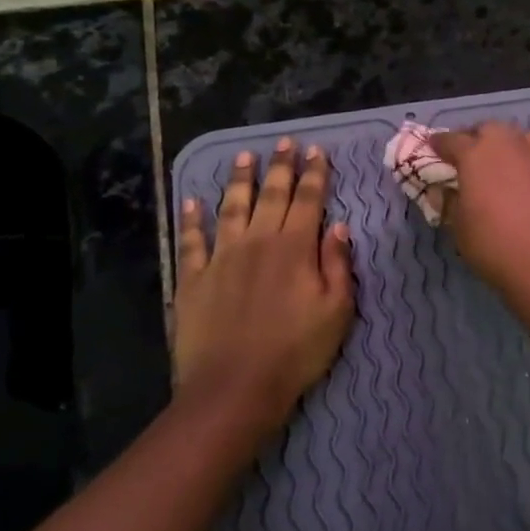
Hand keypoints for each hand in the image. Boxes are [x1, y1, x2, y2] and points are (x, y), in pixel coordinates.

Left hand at [175, 140, 354, 441]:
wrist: (235, 387)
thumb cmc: (296, 351)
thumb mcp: (337, 311)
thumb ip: (338, 264)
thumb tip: (338, 226)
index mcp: (295, 248)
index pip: (308, 200)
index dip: (314, 174)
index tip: (317, 151)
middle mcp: (257, 242)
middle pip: (271, 195)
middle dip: (281, 166)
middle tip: (285, 143)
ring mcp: (221, 257)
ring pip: (231, 208)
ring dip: (239, 180)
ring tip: (244, 156)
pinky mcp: (193, 278)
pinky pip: (191, 240)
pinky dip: (191, 219)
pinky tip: (192, 201)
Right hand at [429, 123, 529, 317]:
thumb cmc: (498, 249)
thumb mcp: (460, 230)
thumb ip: (450, 203)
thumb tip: (445, 190)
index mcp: (478, 154)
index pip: (452, 140)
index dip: (440, 145)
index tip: (434, 149)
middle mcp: (514, 144)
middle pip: (491, 131)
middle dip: (479, 140)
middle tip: (473, 159)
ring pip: (526, 141)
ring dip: (513, 150)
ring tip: (510, 170)